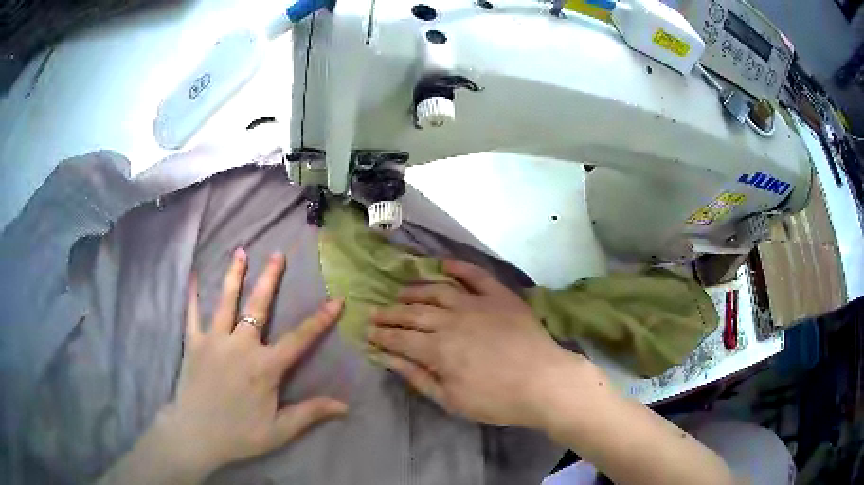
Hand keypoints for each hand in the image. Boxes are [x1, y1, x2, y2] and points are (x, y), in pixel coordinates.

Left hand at [158, 249, 347, 474]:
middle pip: (258, 307)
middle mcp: (240, 346)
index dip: (320, 320)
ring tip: (240, 252)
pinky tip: (193, 275)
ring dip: (235, 276)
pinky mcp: (194, 343)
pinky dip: (193, 295)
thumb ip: (310, 413)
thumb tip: (345, 406)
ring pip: (226, 302)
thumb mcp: (279, 431)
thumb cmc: (240, 434)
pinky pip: (192, 314)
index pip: (299, 339)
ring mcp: (214, 341)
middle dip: (270, 279)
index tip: (336, 300)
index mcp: (264, 367)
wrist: (196, 435)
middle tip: (278, 255)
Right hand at [366, 259, 598, 428]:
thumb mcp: (451, 400)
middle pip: (413, 312)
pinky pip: (475, 276)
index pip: (400, 338)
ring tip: (402, 293)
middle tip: (376, 313)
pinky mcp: (499, 296)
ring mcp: (477, 303)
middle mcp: (451, 319)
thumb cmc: (497, 399)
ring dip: (415, 290)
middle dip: (390, 313)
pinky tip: (444, 264)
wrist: (544, 382)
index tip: (367, 332)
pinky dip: (458, 268)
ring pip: (437, 290)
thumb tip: (388, 359)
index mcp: (438, 348)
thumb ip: (418, 377)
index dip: (381, 335)